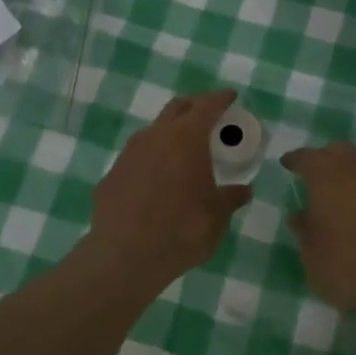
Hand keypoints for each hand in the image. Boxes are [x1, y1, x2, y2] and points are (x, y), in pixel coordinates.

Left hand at [86, 89, 252, 284]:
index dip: (220, 99)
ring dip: (170, 133)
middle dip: (194, 107)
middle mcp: (155, 136)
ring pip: (154, 131)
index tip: (230, 97)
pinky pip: (137, 157)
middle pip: (177, 108)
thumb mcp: (217, 217)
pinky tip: (158, 180)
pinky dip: (152, 159)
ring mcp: (129, 153)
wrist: (124, 257)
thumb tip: (243, 191)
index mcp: (186, 138)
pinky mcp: (112, 174)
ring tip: (184, 151)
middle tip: (209, 118)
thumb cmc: (181, 231)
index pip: (207, 106)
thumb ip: (231, 198)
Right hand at [281, 141, 355, 311]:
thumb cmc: (351, 266)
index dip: (296, 160)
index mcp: (328, 174)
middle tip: (320, 177)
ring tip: (354, 198)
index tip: (288, 164)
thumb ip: (305, 232)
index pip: (306, 157)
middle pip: (341, 152)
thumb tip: (300, 217)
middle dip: (329, 160)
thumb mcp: (313, 256)